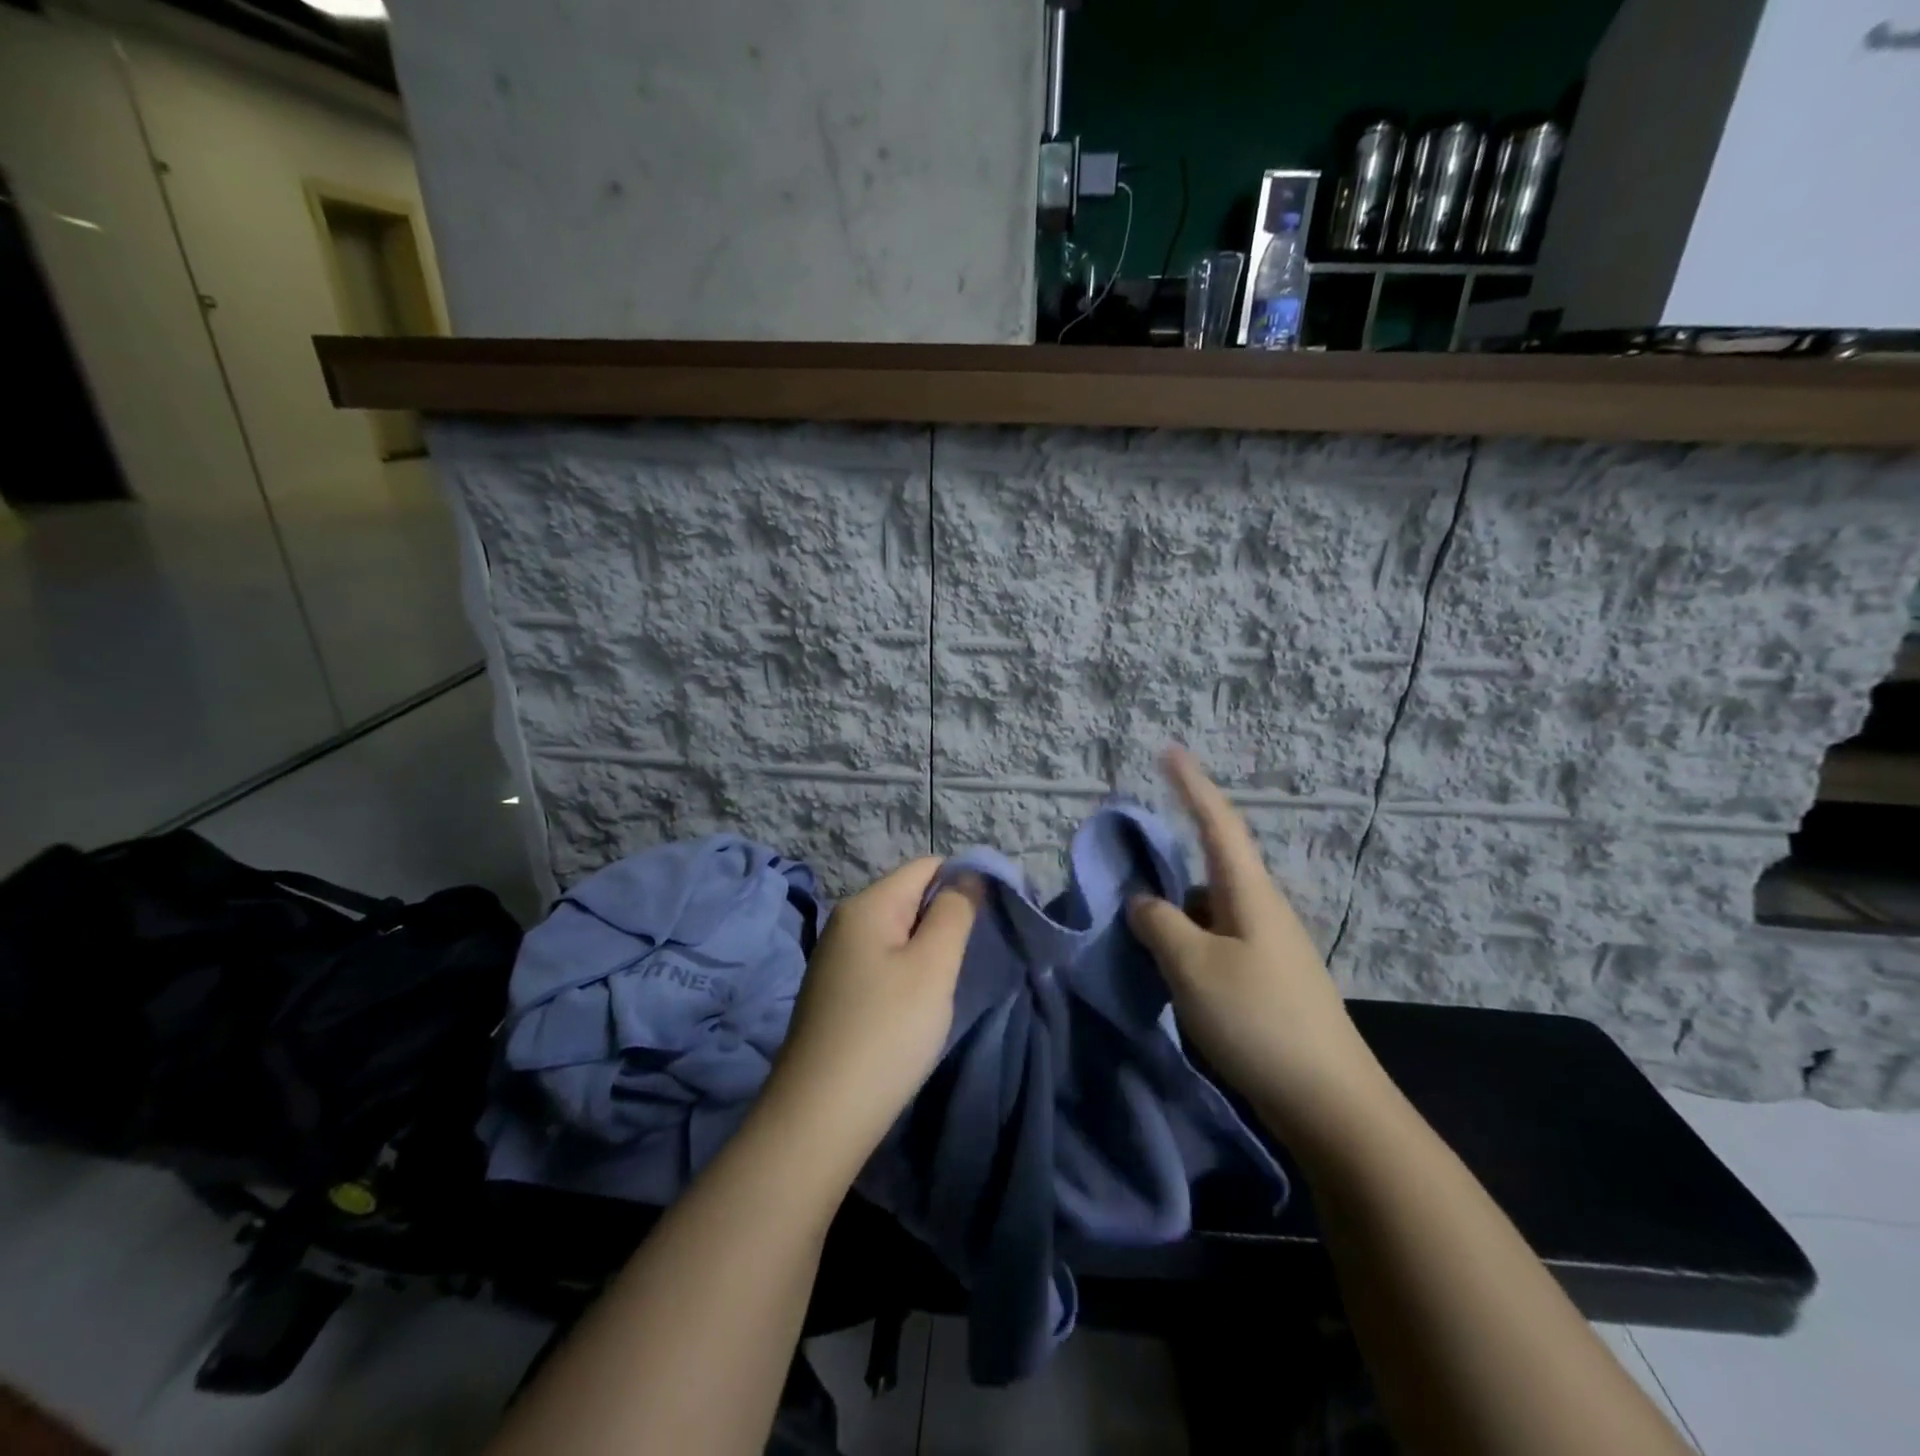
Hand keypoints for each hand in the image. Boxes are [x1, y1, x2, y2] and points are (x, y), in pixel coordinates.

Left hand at [764, 858, 979, 1167]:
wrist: (819, 1118)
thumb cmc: (886, 1032)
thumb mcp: (932, 967)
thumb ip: (954, 913)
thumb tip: (967, 876)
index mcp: (866, 905)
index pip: (925, 867)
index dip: (963, 881)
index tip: (992, 918)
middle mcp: (845, 922)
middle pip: (909, 898)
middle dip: (945, 920)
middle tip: (973, 958)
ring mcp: (835, 959)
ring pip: (896, 934)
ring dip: (926, 951)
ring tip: (947, 986)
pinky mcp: (834, 993)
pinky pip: (881, 964)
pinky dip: (905, 975)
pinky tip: (915, 1009)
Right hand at [1128, 747, 1387, 1142]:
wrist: (1332, 1105)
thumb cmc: (1260, 1021)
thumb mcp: (1193, 968)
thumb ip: (1159, 925)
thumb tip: (1143, 903)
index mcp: (1249, 894)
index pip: (1218, 824)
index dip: (1192, 785)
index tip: (1170, 751)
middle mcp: (1262, 911)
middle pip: (1211, 868)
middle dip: (1172, 859)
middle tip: (1129, 862)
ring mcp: (1268, 948)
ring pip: (1209, 911)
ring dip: (1174, 912)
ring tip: (1135, 930)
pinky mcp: (1266, 982)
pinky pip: (1215, 943)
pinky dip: (1186, 943)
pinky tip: (1165, 970)